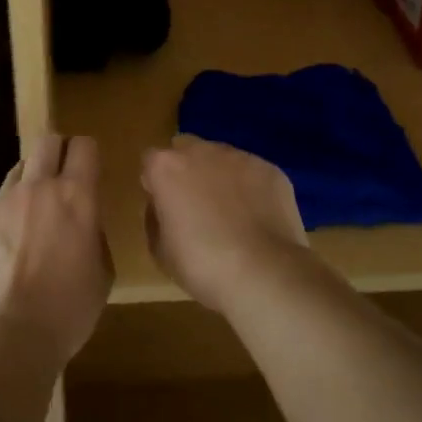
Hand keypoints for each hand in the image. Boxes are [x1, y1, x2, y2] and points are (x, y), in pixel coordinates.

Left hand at [0, 133, 112, 361]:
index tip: (88, 169)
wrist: (8, 337)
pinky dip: (3, 223)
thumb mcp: (101, 273)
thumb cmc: (68, 311)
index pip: (84, 147)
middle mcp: (36, 188)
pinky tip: (3, 256)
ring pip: (17, 173)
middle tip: (60, 179)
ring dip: (28, 186)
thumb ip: (93, 234)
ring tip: (29, 222)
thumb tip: (83, 223)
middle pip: (46, 142)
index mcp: (76, 197)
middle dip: (56, 152)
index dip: (87, 154)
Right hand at [140, 135, 309, 310]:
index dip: (156, 183)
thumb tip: (162, 206)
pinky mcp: (270, 169)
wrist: (264, 272)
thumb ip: (155, 217)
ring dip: (220, 176)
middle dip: (187, 169)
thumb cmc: (202, 264)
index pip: (151, 162)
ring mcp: (240, 157)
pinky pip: (252, 172)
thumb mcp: (160, 250)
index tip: (164, 206)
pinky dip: (250, 187)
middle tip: (195, 204)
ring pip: (222, 158)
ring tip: (231, 212)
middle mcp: (202, 151)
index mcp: (166, 167)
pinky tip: (257, 216)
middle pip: (187, 149)